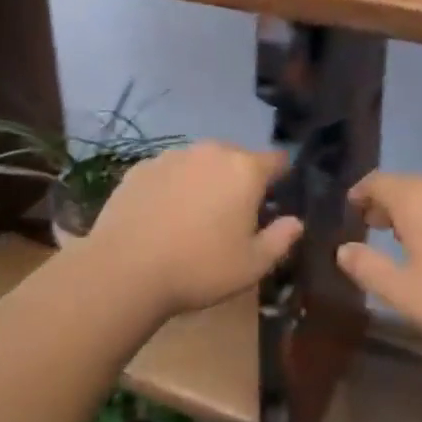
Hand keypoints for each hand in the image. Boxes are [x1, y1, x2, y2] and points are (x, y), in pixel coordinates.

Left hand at [84, 142, 302, 317]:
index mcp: (244, 170)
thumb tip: (295, 221)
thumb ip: (281, 239)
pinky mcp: (141, 167)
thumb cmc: (200, 267)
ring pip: (200, 163)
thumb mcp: (252, 265)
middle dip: (240, 180)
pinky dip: (173, 187)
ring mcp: (172, 156)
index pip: (277, 159)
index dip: (281, 176)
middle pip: (237, 158)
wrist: (125, 269)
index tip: (277, 198)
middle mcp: (211, 152)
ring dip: (205, 181)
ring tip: (194, 218)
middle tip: (233, 216)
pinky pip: (169, 172)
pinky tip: (163, 217)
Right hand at [338, 171, 421, 357]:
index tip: (351, 207)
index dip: (361, 192)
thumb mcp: (402, 293)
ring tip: (406, 236)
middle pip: (407, 184)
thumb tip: (343, 250)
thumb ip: (367, 268)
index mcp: (417, 199)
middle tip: (373, 224)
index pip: (379, 181)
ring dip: (416, 209)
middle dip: (387, 201)